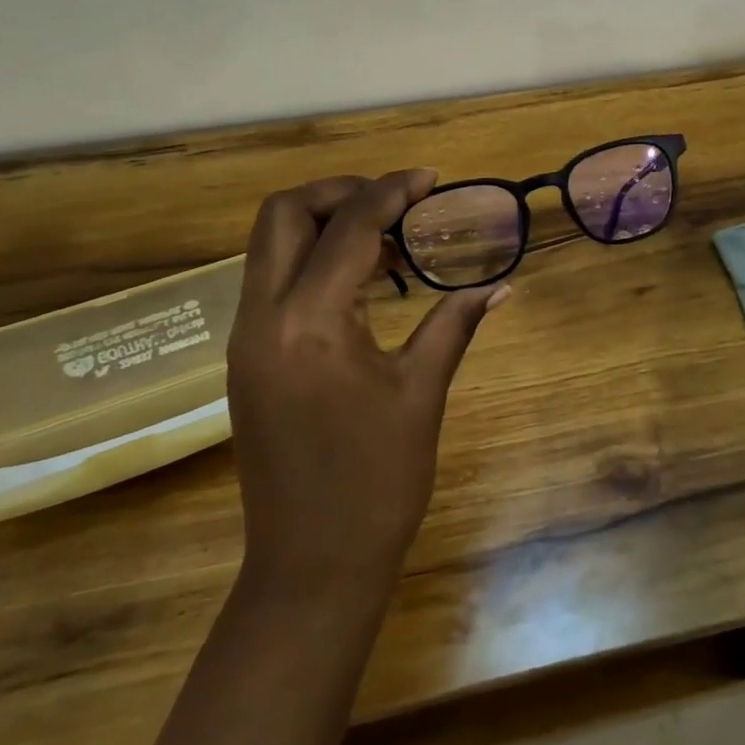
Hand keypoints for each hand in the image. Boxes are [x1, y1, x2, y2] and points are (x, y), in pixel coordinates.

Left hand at [226, 171, 508, 599]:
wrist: (311, 566)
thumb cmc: (377, 482)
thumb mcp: (421, 394)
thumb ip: (454, 325)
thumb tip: (500, 286)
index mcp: (310, 323)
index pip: (349, 228)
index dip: (391, 191)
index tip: (429, 178)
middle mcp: (263, 318)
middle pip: (283, 215)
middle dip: (340, 193)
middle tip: (396, 202)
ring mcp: (245, 340)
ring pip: (269, 247)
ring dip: (324, 225)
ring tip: (389, 242)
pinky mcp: (245, 360)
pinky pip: (271, 283)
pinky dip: (311, 262)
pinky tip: (362, 286)